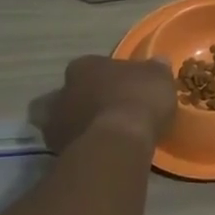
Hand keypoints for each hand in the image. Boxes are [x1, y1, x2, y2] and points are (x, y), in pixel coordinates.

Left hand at [32, 56, 175, 152]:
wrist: (119, 141)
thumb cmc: (138, 99)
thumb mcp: (159, 78)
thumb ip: (155, 70)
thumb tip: (159, 62)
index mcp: (84, 66)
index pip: (93, 66)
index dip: (108, 76)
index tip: (123, 86)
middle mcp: (63, 90)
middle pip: (73, 92)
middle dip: (86, 100)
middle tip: (108, 110)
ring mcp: (55, 122)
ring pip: (65, 120)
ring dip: (80, 125)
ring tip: (103, 135)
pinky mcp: (57, 149)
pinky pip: (70, 144)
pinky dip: (81, 146)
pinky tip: (99, 152)